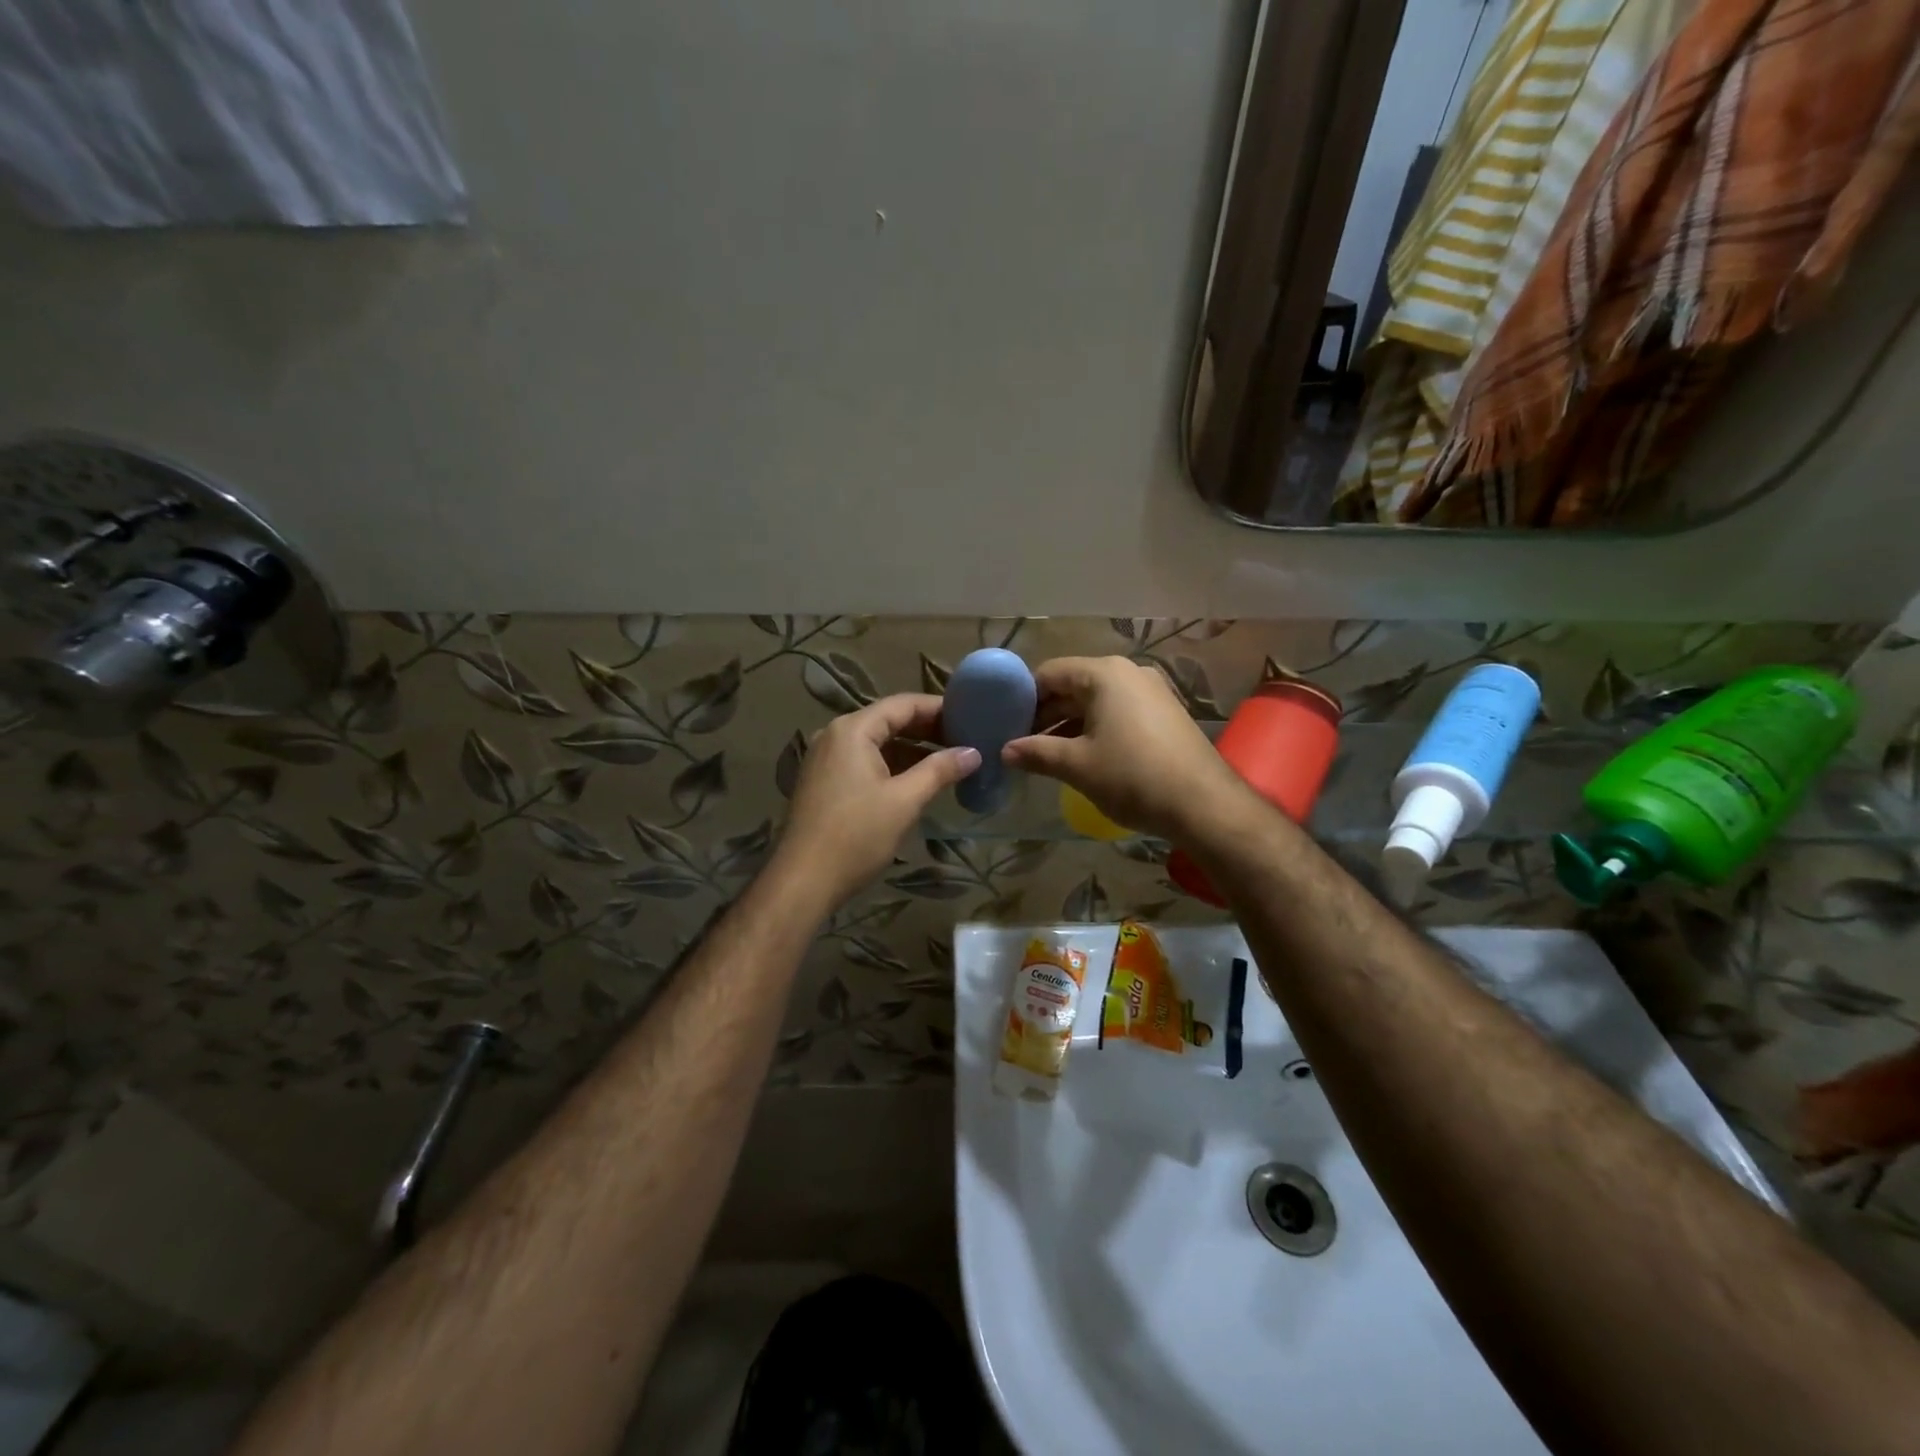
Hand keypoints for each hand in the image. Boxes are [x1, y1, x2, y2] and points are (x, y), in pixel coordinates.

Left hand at [771, 694, 980, 909]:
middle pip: (888, 720)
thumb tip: (973, 752)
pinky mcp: (825, 782)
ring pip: (877, 743)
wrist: (804, 881)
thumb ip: (940, 770)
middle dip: (927, 729)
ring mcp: (826, 759)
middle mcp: (835, 736)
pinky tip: (917, 780)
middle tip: (965, 739)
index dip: (938, 708)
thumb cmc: (856, 835)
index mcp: (852, 730)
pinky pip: (864, 762)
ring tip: (949, 760)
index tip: (970, 715)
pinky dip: (893, 765)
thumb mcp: (904, 800)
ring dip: (912, 750)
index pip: (902, 704)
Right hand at [1002, 656, 1245, 841]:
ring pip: (1095, 701)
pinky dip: (1094, 729)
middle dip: (1044, 714)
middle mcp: (1128, 673)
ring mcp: (1150, 691)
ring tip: (1044, 754)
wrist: (1204, 804)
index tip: (1005, 725)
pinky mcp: (1164, 713)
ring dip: (1068, 725)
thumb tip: (1005, 751)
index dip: (1023, 698)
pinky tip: (1081, 756)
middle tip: (1020, 743)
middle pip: (1072, 685)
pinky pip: (1117, 712)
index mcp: (1104, 674)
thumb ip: (1036, 752)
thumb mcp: (1077, 765)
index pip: (1049, 674)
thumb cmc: (1132, 776)